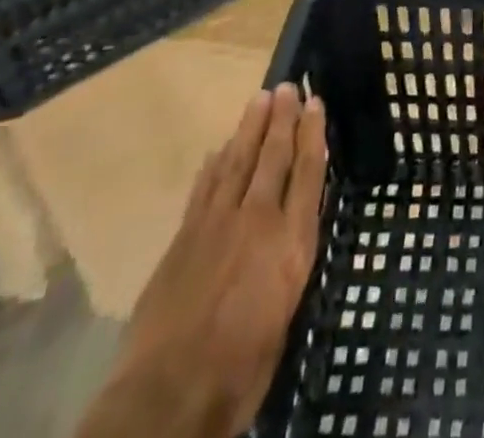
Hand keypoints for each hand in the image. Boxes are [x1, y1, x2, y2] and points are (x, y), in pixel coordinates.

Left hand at [78, 85, 327, 437]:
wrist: (167, 396)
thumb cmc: (241, 370)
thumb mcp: (286, 315)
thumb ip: (290, 266)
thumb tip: (290, 238)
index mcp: (290, 244)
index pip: (308, 174)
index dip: (313, 135)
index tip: (316, 103)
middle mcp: (257, 222)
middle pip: (273, 158)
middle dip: (283, 120)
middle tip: (288, 86)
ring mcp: (216, 225)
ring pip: (238, 162)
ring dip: (250, 128)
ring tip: (260, 99)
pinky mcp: (184, 238)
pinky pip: (204, 188)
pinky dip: (215, 164)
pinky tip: (220, 148)